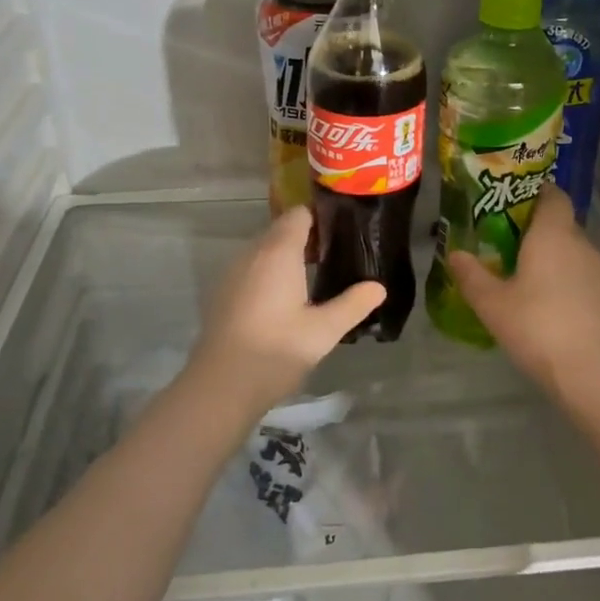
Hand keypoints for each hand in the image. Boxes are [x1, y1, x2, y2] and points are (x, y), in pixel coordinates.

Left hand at [189, 207, 384, 412]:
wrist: (221, 385)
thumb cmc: (277, 350)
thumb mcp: (324, 330)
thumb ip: (353, 304)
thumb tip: (379, 287)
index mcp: (278, 252)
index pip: (299, 215)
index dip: (322, 217)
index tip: (344, 230)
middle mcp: (253, 254)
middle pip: (281, 230)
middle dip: (308, 237)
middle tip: (338, 255)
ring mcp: (233, 273)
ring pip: (265, 251)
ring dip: (288, 256)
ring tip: (317, 276)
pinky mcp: (224, 294)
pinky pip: (252, 270)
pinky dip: (271, 274)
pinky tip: (287, 300)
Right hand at [446, 186, 599, 400]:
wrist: (593, 371)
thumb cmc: (537, 327)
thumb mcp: (492, 304)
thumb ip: (471, 276)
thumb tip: (454, 254)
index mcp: (553, 234)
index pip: (553, 195)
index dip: (535, 192)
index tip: (512, 202)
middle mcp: (581, 243)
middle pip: (561, 223)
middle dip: (536, 229)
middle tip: (505, 243)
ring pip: (573, 251)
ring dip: (552, 257)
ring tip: (524, 276)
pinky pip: (583, 275)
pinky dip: (566, 280)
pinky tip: (548, 305)